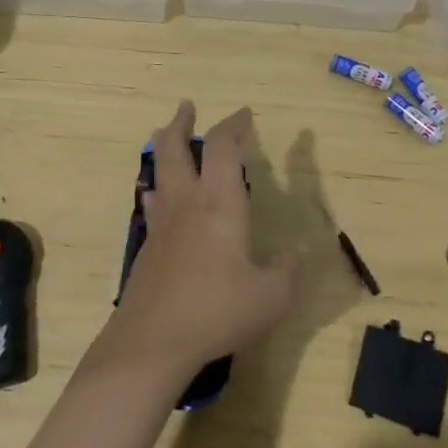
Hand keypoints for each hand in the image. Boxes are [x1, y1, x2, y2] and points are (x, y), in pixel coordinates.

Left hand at [96, 101, 300, 383]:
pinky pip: (152, 203)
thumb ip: (289, 270)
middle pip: (175, 148)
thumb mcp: (271, 297)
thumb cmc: (217, 311)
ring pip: (158, 171)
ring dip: (163, 148)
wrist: (153, 340)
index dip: (233, 125)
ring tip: (165, 135)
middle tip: (186, 106)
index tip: (245, 115)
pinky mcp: (148, 247)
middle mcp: (188, 202)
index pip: (222, 148)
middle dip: (181, 123)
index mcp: (220, 203)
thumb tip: (299, 250)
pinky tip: (157, 196)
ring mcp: (163, 223)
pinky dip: (156, 188)